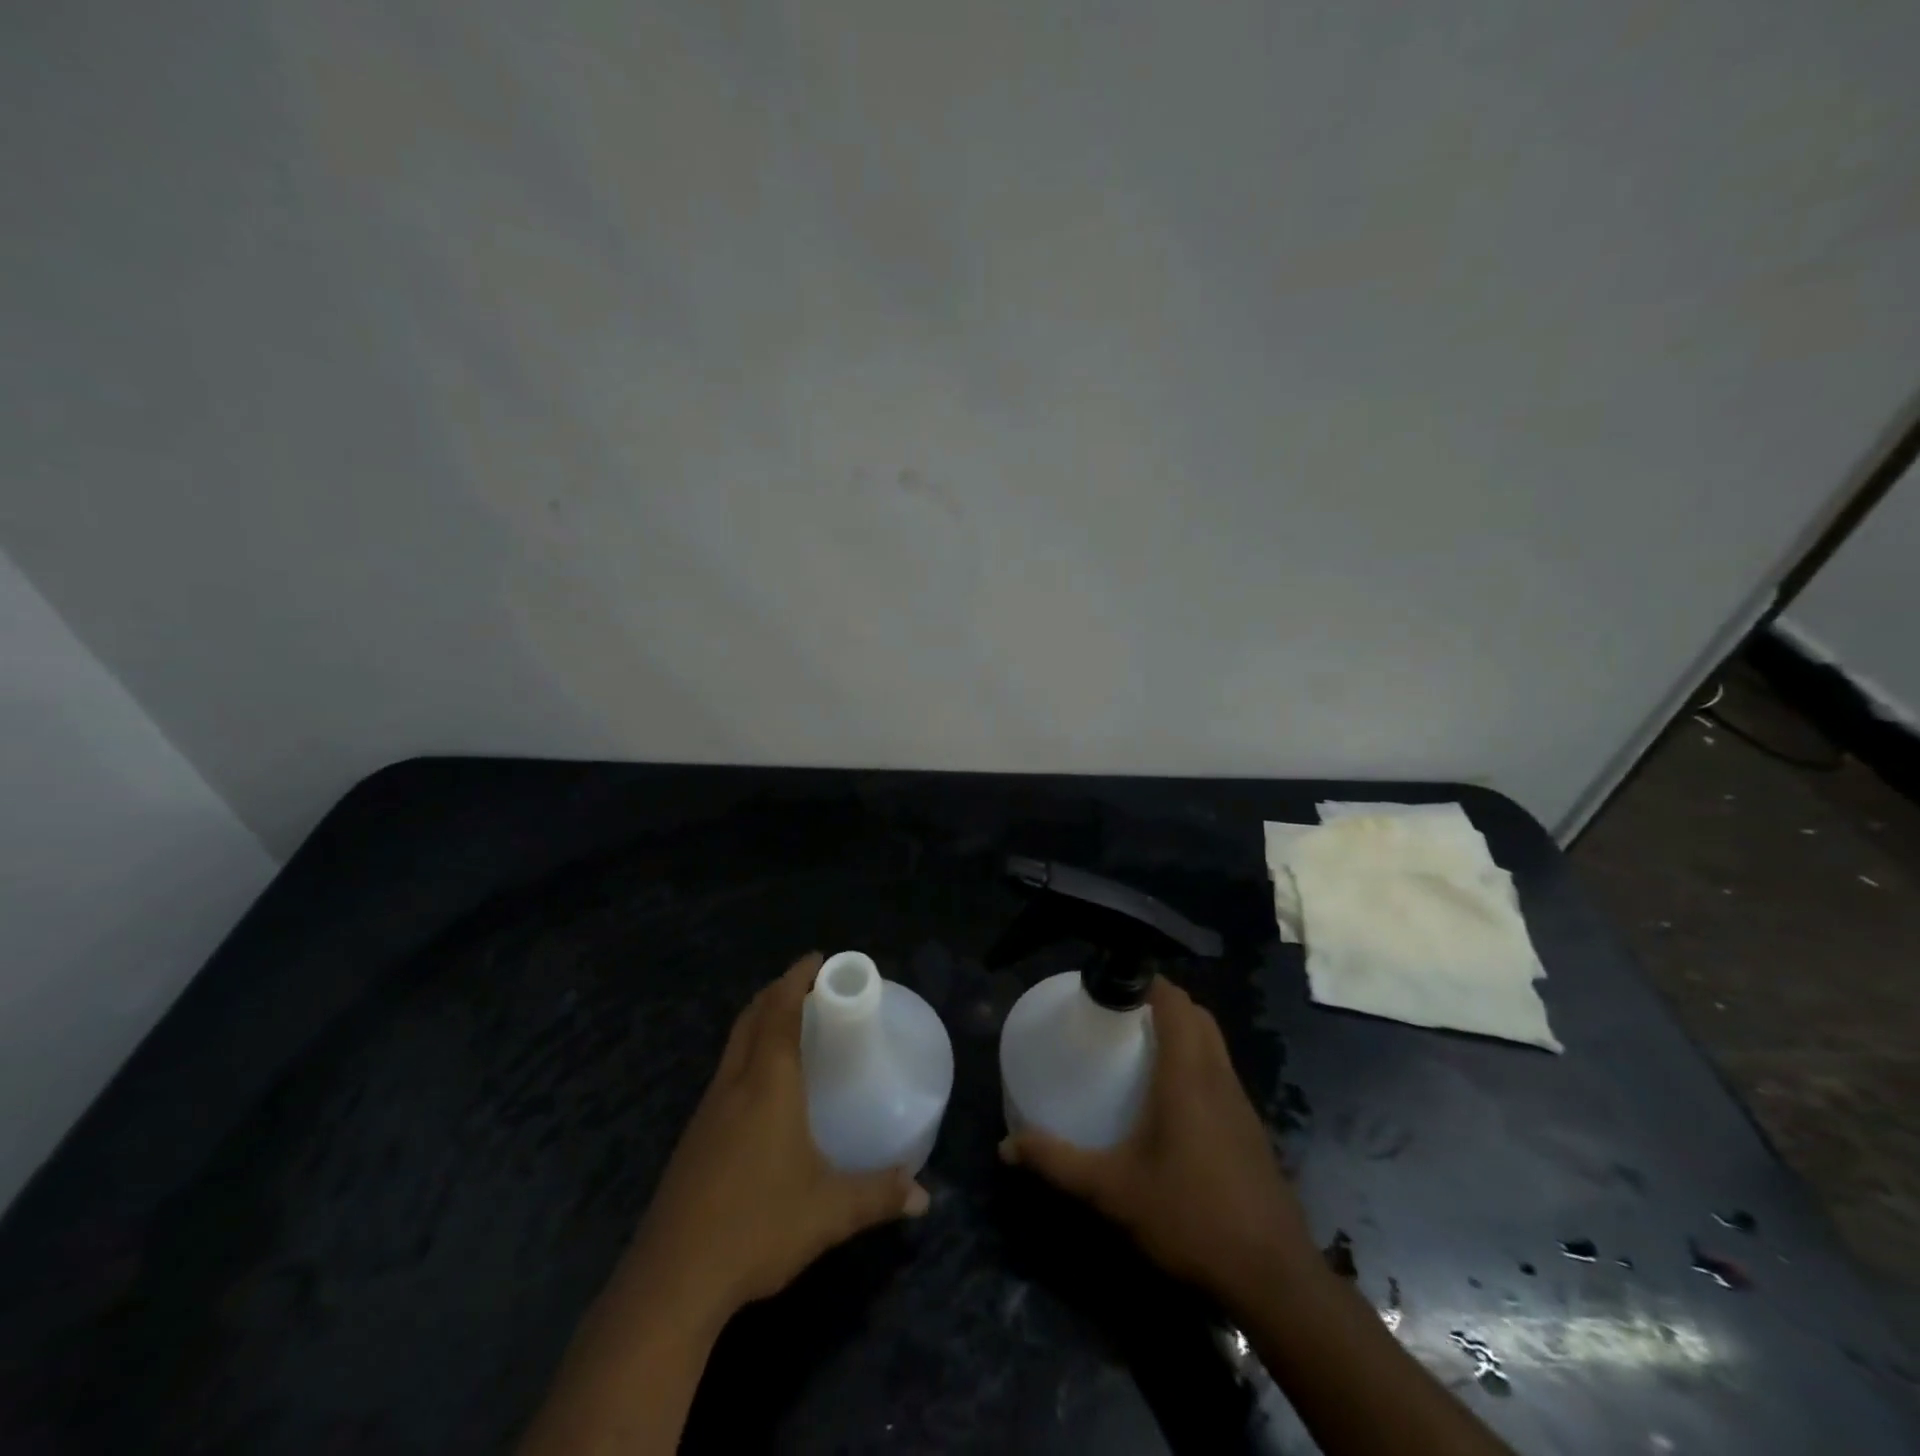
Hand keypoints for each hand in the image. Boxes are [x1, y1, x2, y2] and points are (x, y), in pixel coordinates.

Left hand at [619, 953, 930, 1328]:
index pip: (780, 1011)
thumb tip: (924, 1197)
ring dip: (759, 1021)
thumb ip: (879, 1196)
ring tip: (789, 1026)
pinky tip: (761, 1088)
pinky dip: (746, 1055)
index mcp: (768, 1083)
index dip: (797, 978)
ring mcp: (707, 1111)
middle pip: (752, 1017)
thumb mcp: (829, 1212)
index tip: (818, 959)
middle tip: (809, 986)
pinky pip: (724, 1073)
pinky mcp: (693, 1139)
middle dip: (778, 991)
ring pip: (733, 1044)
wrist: (672, 1280)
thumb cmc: (757, 1226)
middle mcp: (734, 1084)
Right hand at [1000, 976, 1312, 1305]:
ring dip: (1184, 1031)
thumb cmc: (1190, 1217)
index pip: (1176, 1002)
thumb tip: (1007, 1146)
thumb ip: (1059, 1163)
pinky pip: (1222, 1073)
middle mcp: (1218, 1077)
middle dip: (1163, 1002)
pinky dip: (1197, 1063)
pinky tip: (1172, 1101)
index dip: (1147, 982)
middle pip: (1198, 1015)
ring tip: (1141, 1048)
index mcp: (1188, 1075)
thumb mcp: (1113, 1191)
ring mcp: (1241, 1104)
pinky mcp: (1251, 1130)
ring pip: (1214, 1043)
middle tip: (1121, 1014)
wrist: (1273, 1278)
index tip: (1113, 985)